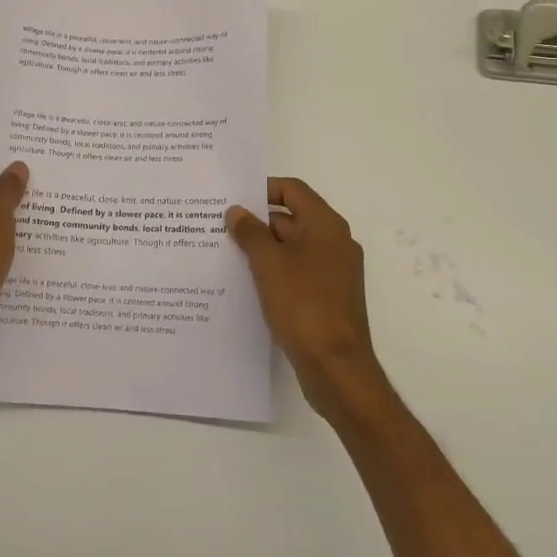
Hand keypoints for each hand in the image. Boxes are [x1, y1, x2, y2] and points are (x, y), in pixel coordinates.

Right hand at [226, 178, 382, 418]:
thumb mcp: (269, 263)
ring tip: (226, 254)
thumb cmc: (303, 304)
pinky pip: (297, 272)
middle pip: (292, 218)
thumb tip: (237, 211)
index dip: (262, 189)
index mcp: (325, 225)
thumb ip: (250, 232)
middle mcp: (335, 242)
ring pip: (293, 247)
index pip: (293, 190)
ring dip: (263, 249)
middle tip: (220, 228)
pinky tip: (247, 284)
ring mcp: (334, 271)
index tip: (233, 199)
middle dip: (258, 222)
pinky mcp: (328, 296)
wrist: (336, 367)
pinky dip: (275, 271)